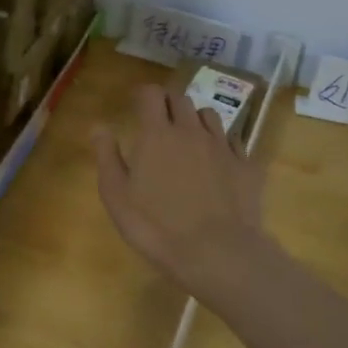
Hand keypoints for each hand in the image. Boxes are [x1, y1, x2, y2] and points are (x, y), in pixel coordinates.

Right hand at [93, 84, 267, 300]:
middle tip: (159, 123)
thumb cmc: (156, 227)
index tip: (137, 104)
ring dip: (196, 120)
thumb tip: (100, 127)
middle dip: (168, 105)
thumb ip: (107, 157)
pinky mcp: (247, 165)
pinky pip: (234, 141)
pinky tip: (217, 162)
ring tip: (189, 139)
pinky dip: (222, 144)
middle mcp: (191, 131)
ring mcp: (223, 147)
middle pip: (181, 100)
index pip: (151, 94)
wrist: (217, 252)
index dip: (143, 94)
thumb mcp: (116, 196)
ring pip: (209, 116)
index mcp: (157, 135)